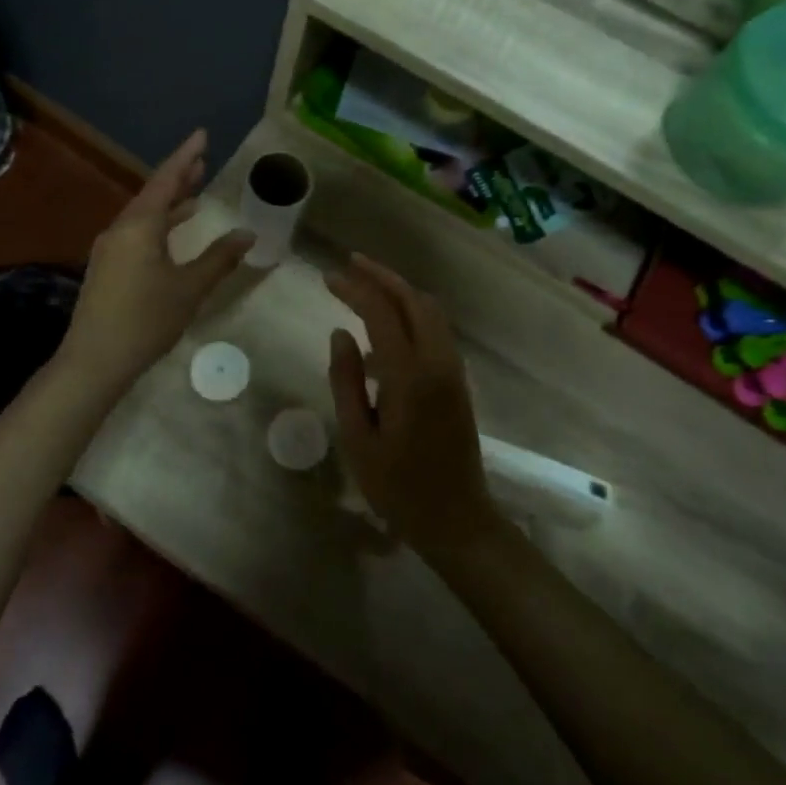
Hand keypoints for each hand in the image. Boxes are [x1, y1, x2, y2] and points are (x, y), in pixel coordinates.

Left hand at [60, 129, 253, 394]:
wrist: (94, 360)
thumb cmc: (146, 320)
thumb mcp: (189, 288)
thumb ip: (219, 258)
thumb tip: (247, 234)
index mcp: (139, 226)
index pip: (165, 180)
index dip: (185, 156)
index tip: (202, 135)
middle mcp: (120, 229)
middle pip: (152, 193)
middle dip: (178, 177)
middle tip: (202, 160)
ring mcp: (110, 248)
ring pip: (143, 215)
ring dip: (169, 203)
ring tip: (194, 193)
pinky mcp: (107, 267)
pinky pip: (136, 232)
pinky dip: (158, 225)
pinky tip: (171, 235)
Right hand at [325, 255, 498, 557]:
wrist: (457, 520)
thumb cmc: (398, 487)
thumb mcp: (357, 438)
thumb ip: (346, 381)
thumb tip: (340, 333)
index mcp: (410, 376)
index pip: (381, 313)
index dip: (354, 289)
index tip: (327, 278)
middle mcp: (438, 362)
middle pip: (413, 300)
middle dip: (381, 276)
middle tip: (349, 264)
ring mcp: (453, 369)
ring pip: (430, 311)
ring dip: (399, 290)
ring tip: (366, 282)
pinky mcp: (458, 379)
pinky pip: (436, 329)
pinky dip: (412, 311)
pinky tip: (386, 322)